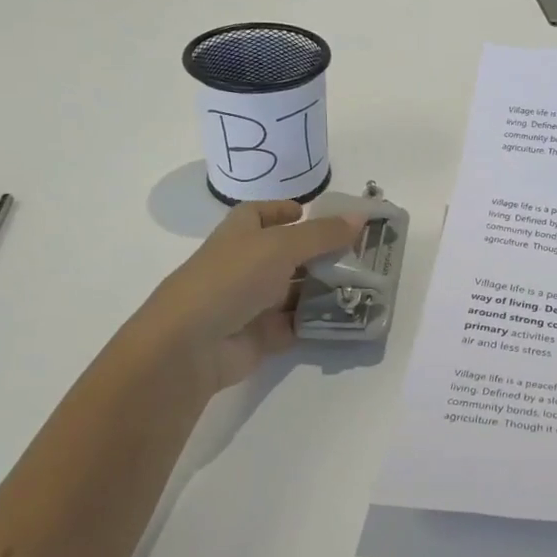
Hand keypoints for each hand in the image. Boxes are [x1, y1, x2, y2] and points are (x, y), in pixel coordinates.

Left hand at [151, 200, 364, 393]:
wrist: (191, 346)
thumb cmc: (231, 279)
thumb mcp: (280, 246)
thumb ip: (322, 234)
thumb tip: (360, 217)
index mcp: (239, 234)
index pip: (259, 214)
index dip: (282, 210)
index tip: (310, 212)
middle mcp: (244, 265)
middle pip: (287, 253)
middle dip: (321, 251)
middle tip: (360, 251)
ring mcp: (252, 302)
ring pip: (295, 290)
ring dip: (325, 286)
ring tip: (366, 282)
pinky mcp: (262, 335)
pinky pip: (297, 323)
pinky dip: (319, 319)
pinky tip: (350, 313)